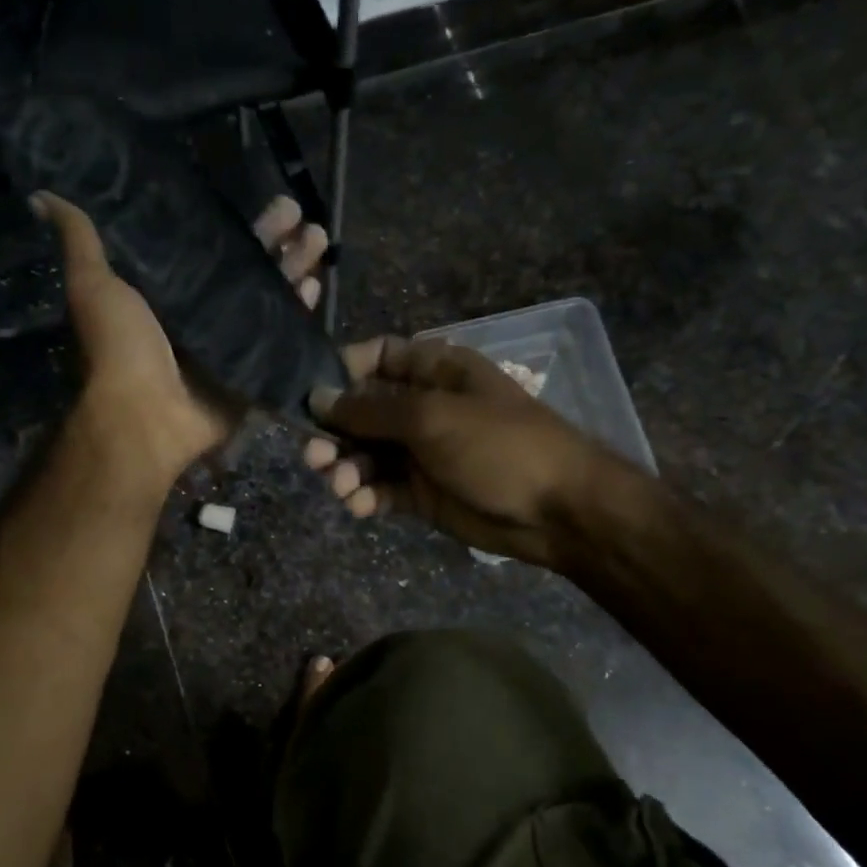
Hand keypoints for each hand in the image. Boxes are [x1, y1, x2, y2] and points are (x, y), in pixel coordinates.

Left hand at [36, 192, 327, 492]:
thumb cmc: (120, 348)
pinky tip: (316, 286)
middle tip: (302, 212)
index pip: (213, 247)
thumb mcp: (94, 285)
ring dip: (296, 270)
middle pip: (250, 270)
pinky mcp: (252, 372)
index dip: (239, 226)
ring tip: (319, 239)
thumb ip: (81, 240)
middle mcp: (205, 314)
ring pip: (272, 299)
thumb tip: (42, 193)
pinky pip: (282, 339)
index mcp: (172, 292)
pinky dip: (300, 315)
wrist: (145, 416)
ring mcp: (233, 345)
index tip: (265, 200)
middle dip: (277, 242)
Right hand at [303, 335, 612, 566]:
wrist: (555, 509)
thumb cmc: (498, 446)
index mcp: (435, 372)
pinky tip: (360, 505)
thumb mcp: (432, 417)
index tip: (312, 394)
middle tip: (314, 456)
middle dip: (335, 432)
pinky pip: (382, 489)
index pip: (378, 357)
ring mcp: (423, 452)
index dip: (343, 371)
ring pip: (367, 454)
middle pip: (363, 411)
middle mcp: (424, 408)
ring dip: (346, 468)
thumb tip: (319, 398)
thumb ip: (372, 410)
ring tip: (340, 486)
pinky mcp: (422, 493)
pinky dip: (365, 496)